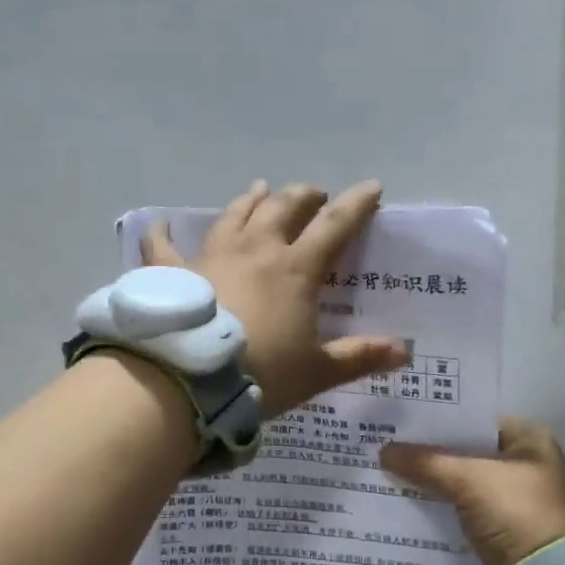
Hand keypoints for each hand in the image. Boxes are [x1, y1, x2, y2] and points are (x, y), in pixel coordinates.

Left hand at [141, 179, 408, 412]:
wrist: (191, 378)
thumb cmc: (261, 373)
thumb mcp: (317, 371)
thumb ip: (359, 357)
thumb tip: (405, 351)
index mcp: (295, 269)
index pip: (334, 226)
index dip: (355, 205)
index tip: (371, 187)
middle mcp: (256, 251)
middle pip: (283, 208)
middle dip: (303, 196)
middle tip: (313, 194)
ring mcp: (211, 256)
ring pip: (235, 215)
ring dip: (251, 200)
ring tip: (260, 189)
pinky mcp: (173, 272)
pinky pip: (163, 246)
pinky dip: (162, 234)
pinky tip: (159, 224)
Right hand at [380, 417, 564, 564]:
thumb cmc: (514, 512)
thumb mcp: (467, 479)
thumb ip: (425, 461)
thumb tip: (384, 451)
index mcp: (530, 440)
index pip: (475, 419)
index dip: (439, 418)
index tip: (402, 418)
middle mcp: (525, 464)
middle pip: (466, 450)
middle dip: (430, 450)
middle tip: (388, 442)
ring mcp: (513, 498)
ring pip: (461, 480)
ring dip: (431, 478)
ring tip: (388, 468)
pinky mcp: (499, 527)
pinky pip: (460, 507)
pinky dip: (438, 503)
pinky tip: (406, 498)